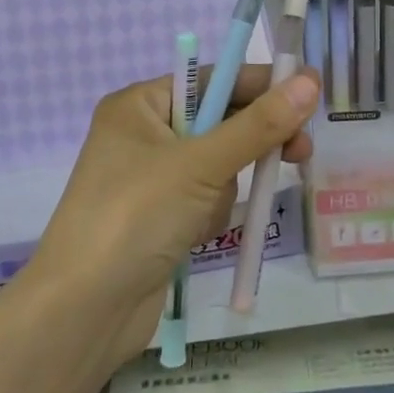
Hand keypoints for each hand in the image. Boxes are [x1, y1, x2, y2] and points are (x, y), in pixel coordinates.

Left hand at [29, 66, 319, 363]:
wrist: (84, 312)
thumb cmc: (136, 217)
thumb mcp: (201, 164)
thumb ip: (259, 124)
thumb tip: (310, 80)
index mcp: (139, 105)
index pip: (212, 79)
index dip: (260, 84)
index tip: (309, 92)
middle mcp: (142, 134)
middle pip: (218, 121)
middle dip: (251, 143)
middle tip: (300, 152)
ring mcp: (149, 178)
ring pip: (217, 164)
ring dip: (224, 188)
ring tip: (207, 214)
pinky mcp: (158, 217)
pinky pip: (204, 198)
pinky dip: (210, 213)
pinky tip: (195, 236)